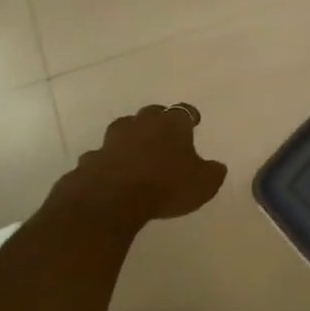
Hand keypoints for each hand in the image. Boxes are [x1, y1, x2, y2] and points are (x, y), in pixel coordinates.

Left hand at [65, 104, 227, 224]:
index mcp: (172, 125)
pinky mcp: (92, 158)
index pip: (184, 112)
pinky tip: (112, 171)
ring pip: (123, 129)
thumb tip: (217, 166)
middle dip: (158, 121)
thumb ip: (212, 173)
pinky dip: (108, 160)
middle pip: (151, 113)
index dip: (190, 116)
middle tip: (164, 133)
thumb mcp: (203, 185)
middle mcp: (142, 124)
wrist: (112, 198)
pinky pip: (103, 155)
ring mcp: (113, 139)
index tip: (194, 121)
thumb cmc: (166, 186)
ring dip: (131, 136)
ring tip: (136, 149)